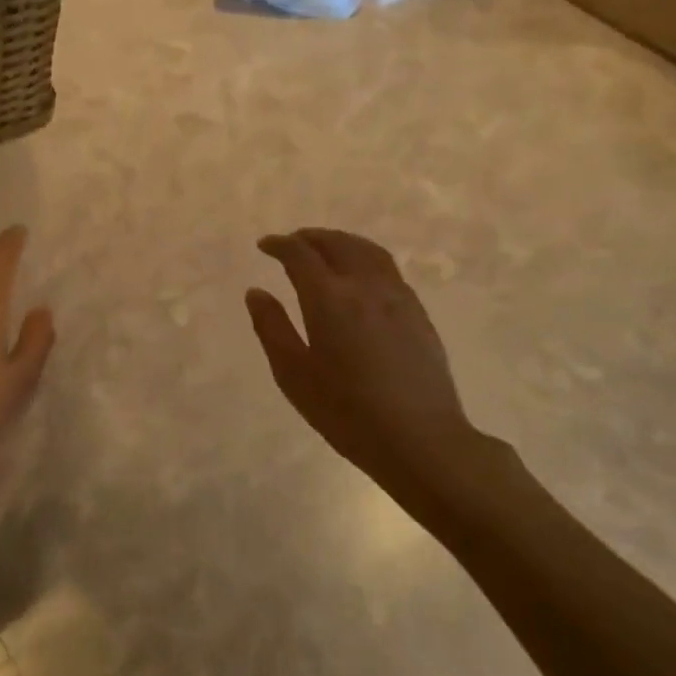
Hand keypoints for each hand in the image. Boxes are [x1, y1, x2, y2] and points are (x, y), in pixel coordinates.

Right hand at [246, 228, 494, 526]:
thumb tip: (256, 292)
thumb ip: (271, 328)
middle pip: (337, 244)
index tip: (264, 245)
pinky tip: (359, 276)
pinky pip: (387, 268)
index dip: (279, 245)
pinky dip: (365, 257)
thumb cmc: (346, 412)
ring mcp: (397, 296)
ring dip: (341, 242)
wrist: (420, 438)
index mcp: (329, 299)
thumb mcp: (294, 375)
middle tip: (291, 242)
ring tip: (325, 248)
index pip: (300, 255)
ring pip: (367, 251)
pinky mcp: (417, 312)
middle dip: (310, 237)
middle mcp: (365, 286)